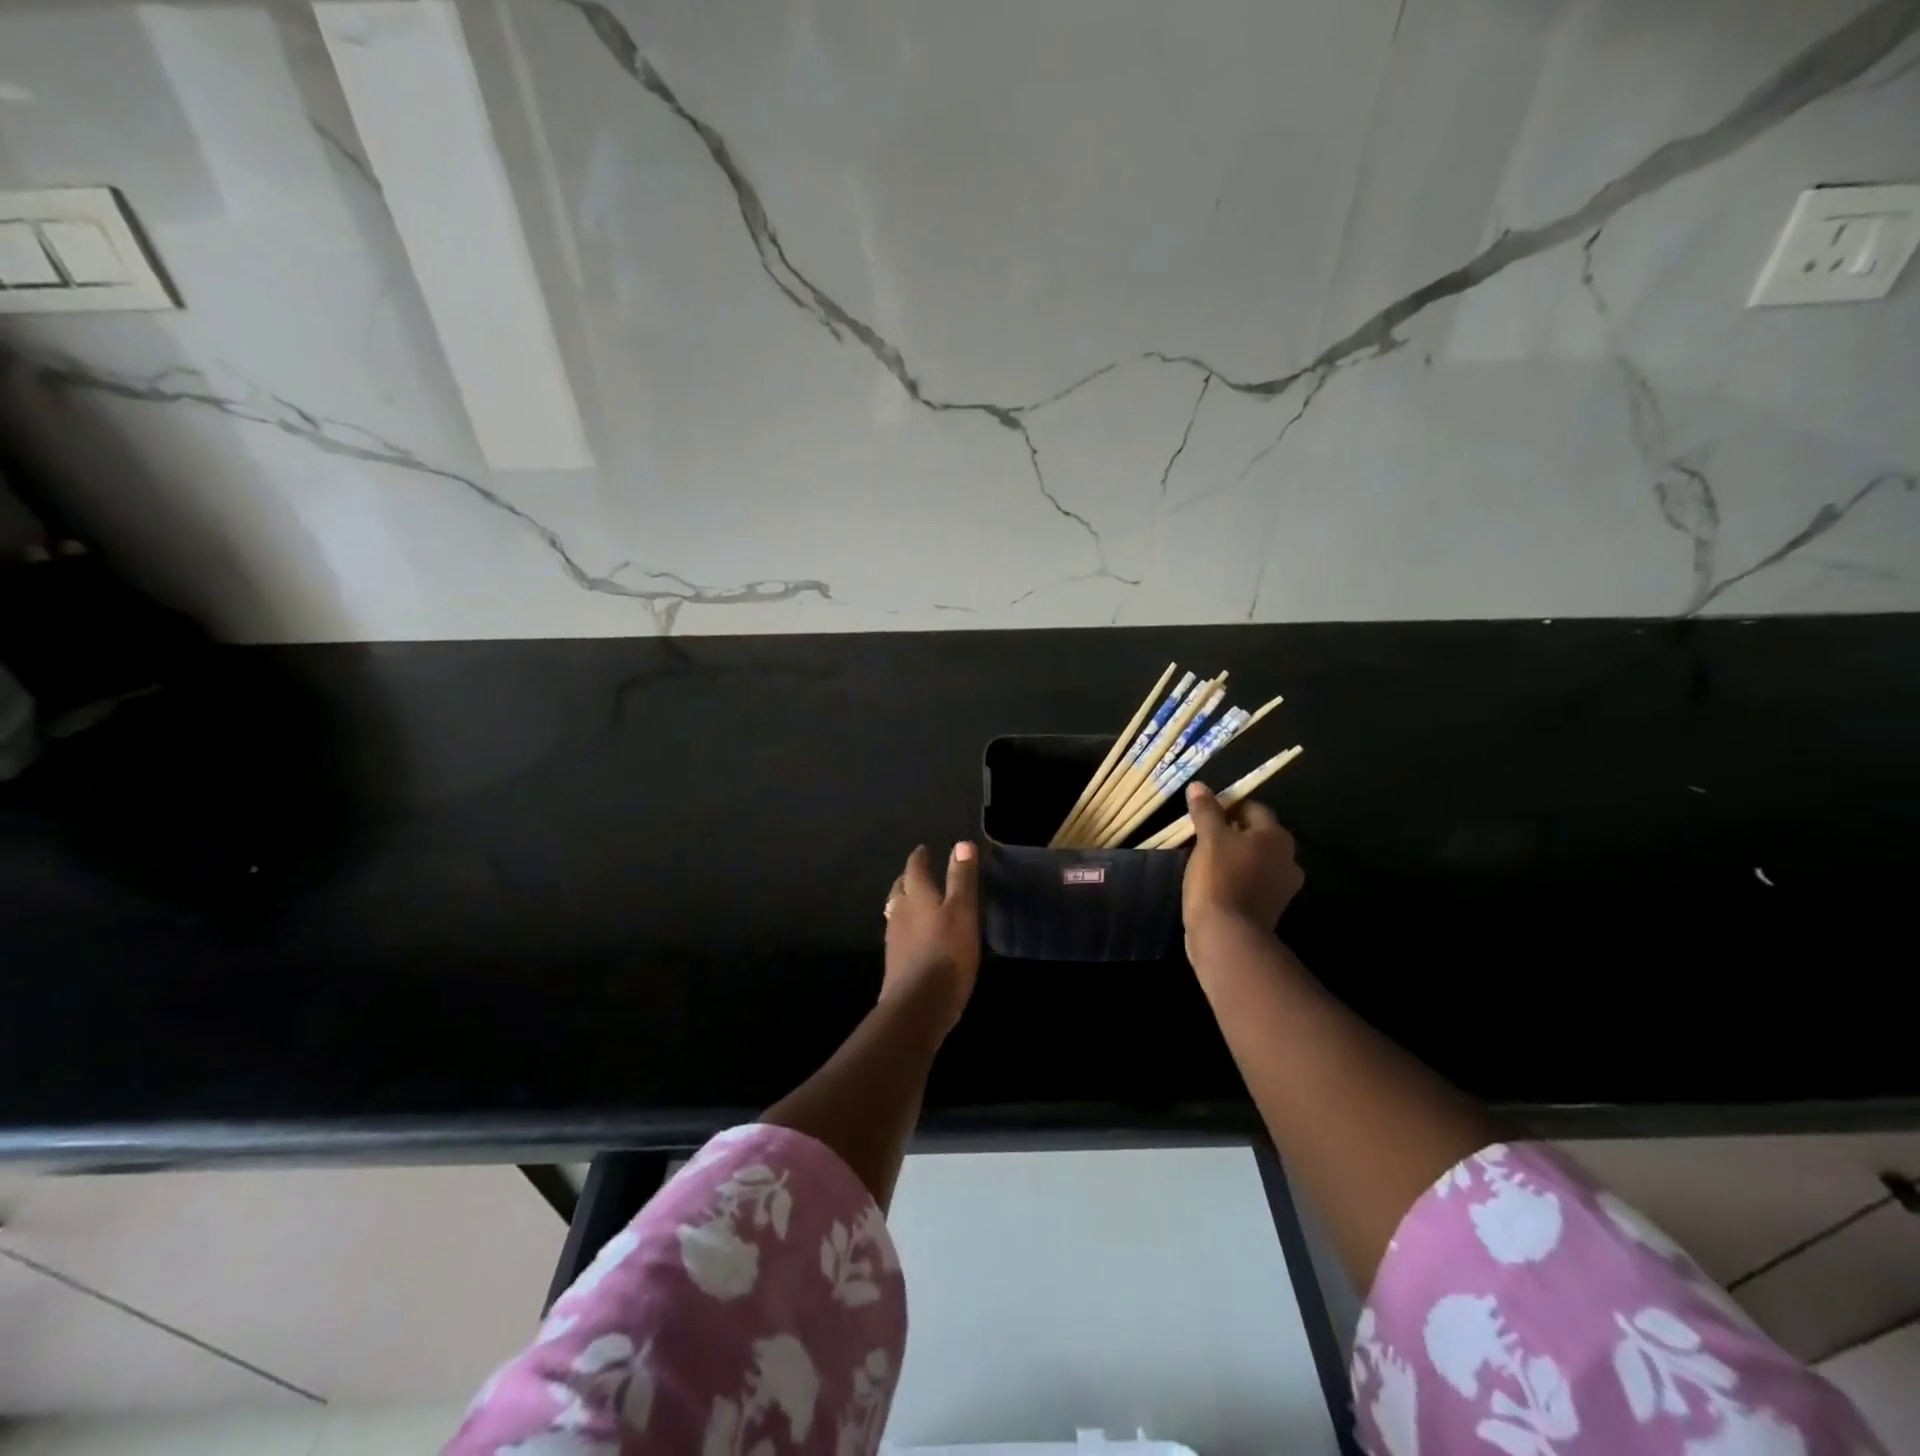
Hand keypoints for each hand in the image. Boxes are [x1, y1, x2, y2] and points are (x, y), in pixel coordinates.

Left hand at [882, 842, 980, 1033]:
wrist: (919, 1005)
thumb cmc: (946, 952)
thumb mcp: (962, 912)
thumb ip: (961, 879)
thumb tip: (962, 844)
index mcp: (916, 896)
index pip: (915, 869)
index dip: (920, 858)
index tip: (923, 850)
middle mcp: (900, 912)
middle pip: (901, 889)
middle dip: (909, 878)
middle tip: (918, 873)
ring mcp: (894, 939)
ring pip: (897, 911)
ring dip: (905, 902)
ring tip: (916, 901)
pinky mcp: (895, 962)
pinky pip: (899, 933)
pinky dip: (907, 926)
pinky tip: (916, 935)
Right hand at [1181, 782, 1303, 957]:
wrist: (1227, 936)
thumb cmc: (1220, 878)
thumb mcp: (1208, 838)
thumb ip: (1206, 810)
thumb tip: (1199, 786)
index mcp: (1277, 837)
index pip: (1253, 809)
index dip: (1228, 807)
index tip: (1204, 814)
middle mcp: (1288, 859)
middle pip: (1257, 835)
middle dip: (1232, 832)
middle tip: (1202, 836)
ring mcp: (1282, 887)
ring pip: (1255, 860)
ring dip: (1234, 857)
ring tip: (1205, 859)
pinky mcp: (1270, 908)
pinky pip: (1252, 882)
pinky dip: (1236, 878)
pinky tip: (1214, 882)